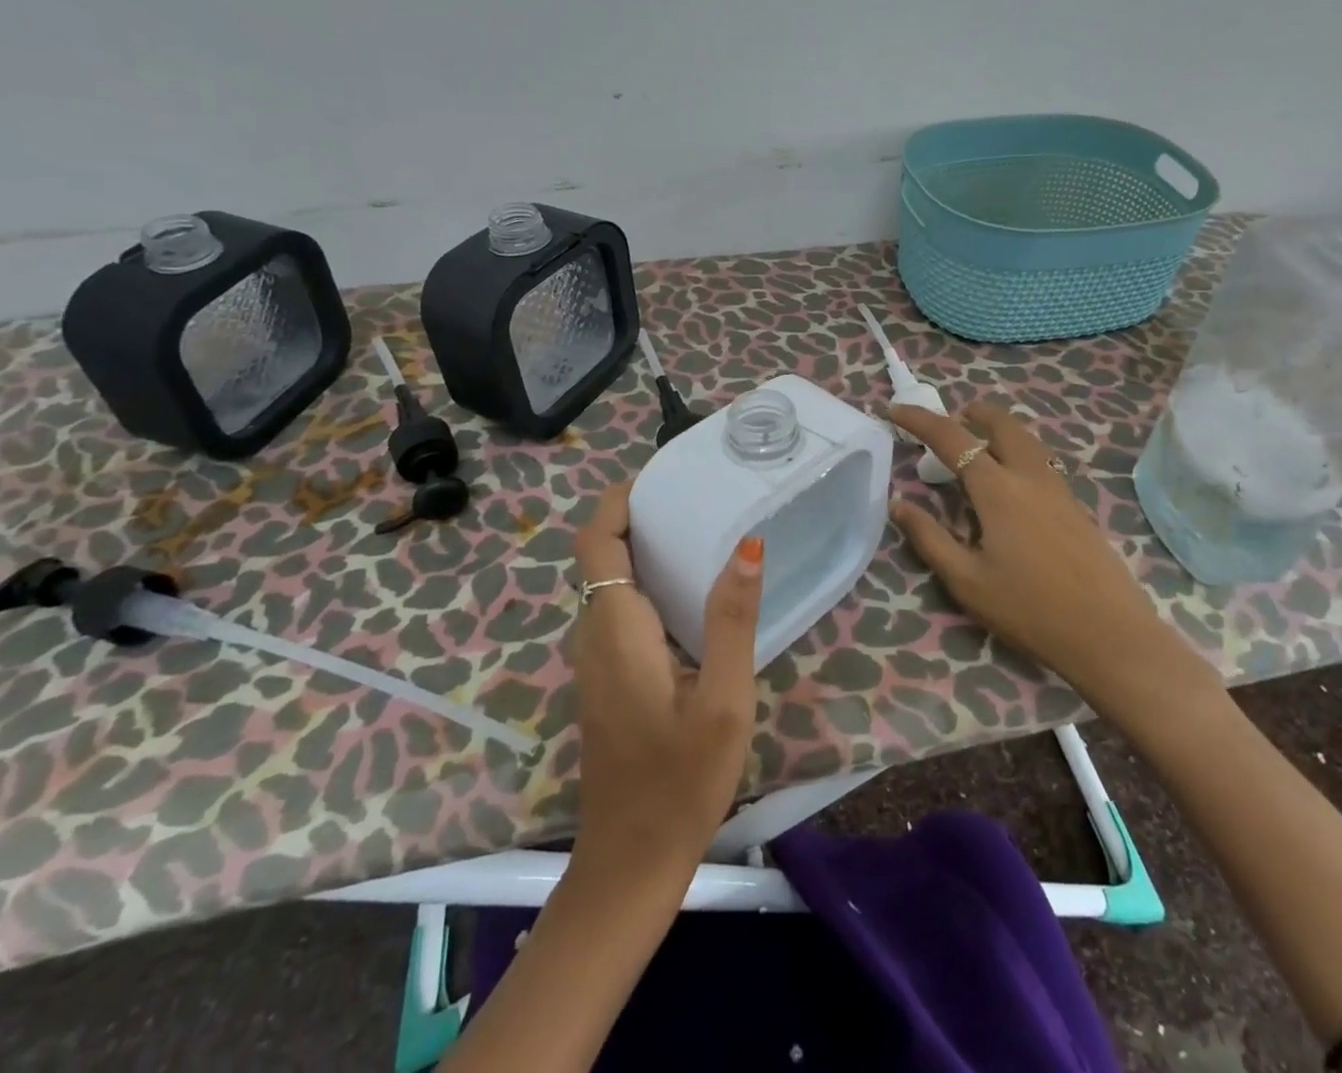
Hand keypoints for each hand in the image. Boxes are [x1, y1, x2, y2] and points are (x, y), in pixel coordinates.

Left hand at [569, 480, 764, 877]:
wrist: (630, 863)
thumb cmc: (680, 780)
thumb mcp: (722, 699)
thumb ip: (732, 618)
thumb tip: (748, 544)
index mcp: (615, 628)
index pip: (596, 540)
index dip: (618, 500)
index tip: (662, 478)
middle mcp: (593, 635)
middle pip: (600, 555)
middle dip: (637, 516)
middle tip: (695, 498)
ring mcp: (594, 661)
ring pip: (606, 583)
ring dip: (641, 549)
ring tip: (699, 531)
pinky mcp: (605, 680)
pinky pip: (616, 610)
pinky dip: (644, 583)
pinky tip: (690, 594)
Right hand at [888, 401, 1221, 728]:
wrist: (1109, 634)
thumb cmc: (1029, 609)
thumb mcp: (966, 581)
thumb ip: (929, 537)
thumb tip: (898, 504)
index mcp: (998, 489)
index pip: (952, 438)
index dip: (920, 420)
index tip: (895, 410)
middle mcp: (1030, 476)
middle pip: (1001, 423)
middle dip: (971, 413)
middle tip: (948, 422)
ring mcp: (1058, 488)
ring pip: (1026, 438)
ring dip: (997, 429)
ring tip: (977, 445)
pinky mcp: (1075, 505)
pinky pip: (1040, 459)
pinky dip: (1016, 450)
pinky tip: (1009, 482)